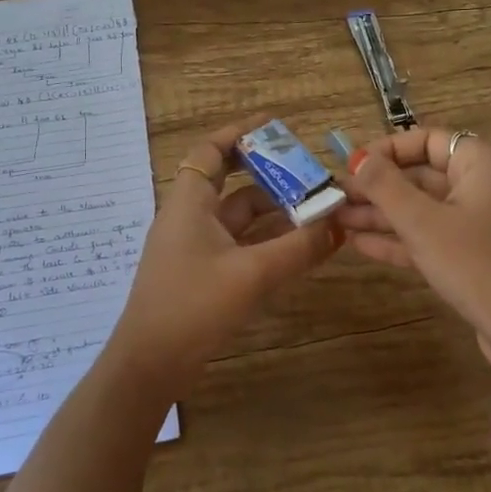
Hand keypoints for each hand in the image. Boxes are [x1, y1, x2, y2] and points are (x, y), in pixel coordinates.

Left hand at [106, 117, 341, 396]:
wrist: (151, 365)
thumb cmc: (193, 306)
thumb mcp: (251, 274)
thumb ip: (299, 248)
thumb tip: (339, 225)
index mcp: (189, 203)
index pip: (210, 151)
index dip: (240, 133)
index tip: (276, 126)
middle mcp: (191, 218)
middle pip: (233, 184)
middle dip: (272, 176)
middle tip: (311, 173)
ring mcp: (197, 248)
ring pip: (242, 219)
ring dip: (276, 212)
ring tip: (318, 209)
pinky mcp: (205, 274)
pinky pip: (242, 245)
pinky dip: (269, 241)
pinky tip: (301, 246)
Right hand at [338, 128, 490, 379]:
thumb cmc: (475, 265)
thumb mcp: (423, 223)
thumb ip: (386, 187)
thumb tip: (359, 158)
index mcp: (484, 165)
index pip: (430, 140)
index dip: (388, 149)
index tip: (352, 165)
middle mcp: (487, 187)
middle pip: (424, 175)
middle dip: (379, 186)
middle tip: (337, 197)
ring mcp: (483, 224)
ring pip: (426, 209)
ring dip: (383, 214)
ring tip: (338, 220)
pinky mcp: (477, 256)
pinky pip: (434, 237)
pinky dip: (402, 239)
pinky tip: (360, 244)